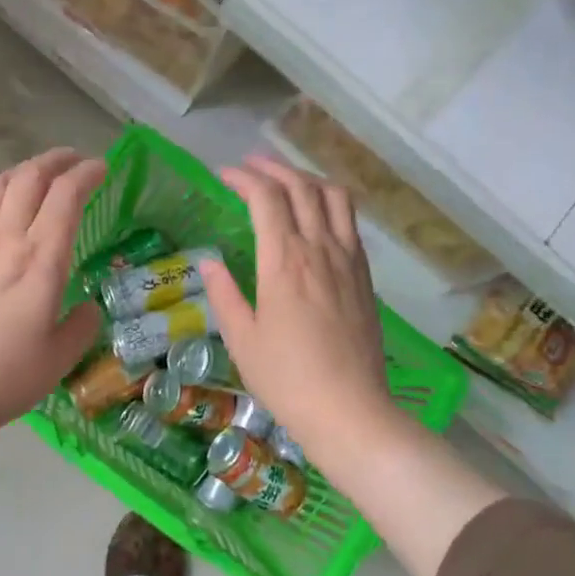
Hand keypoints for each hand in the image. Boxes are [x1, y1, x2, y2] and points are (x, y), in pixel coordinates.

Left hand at [0, 148, 102, 439]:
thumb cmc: (0, 378)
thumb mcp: (57, 361)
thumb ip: (81, 327)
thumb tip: (88, 308)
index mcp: (40, 261)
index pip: (66, 196)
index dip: (86, 174)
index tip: (100, 168)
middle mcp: (5, 238)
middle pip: (30, 177)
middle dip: (56, 160)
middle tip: (74, 161)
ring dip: (22, 170)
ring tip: (37, 176)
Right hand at [200, 156, 401, 463]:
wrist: (348, 409)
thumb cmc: (286, 378)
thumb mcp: (242, 339)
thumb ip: (225, 294)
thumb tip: (210, 263)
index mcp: (285, 261)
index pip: (266, 198)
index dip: (243, 178)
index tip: (223, 175)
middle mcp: (320, 249)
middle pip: (301, 188)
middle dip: (273, 168)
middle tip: (250, 166)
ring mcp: (348, 260)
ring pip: (334, 197)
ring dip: (307, 179)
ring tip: (286, 181)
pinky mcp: (365, 276)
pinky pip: (350, 223)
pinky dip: (331, 204)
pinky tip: (317, 217)